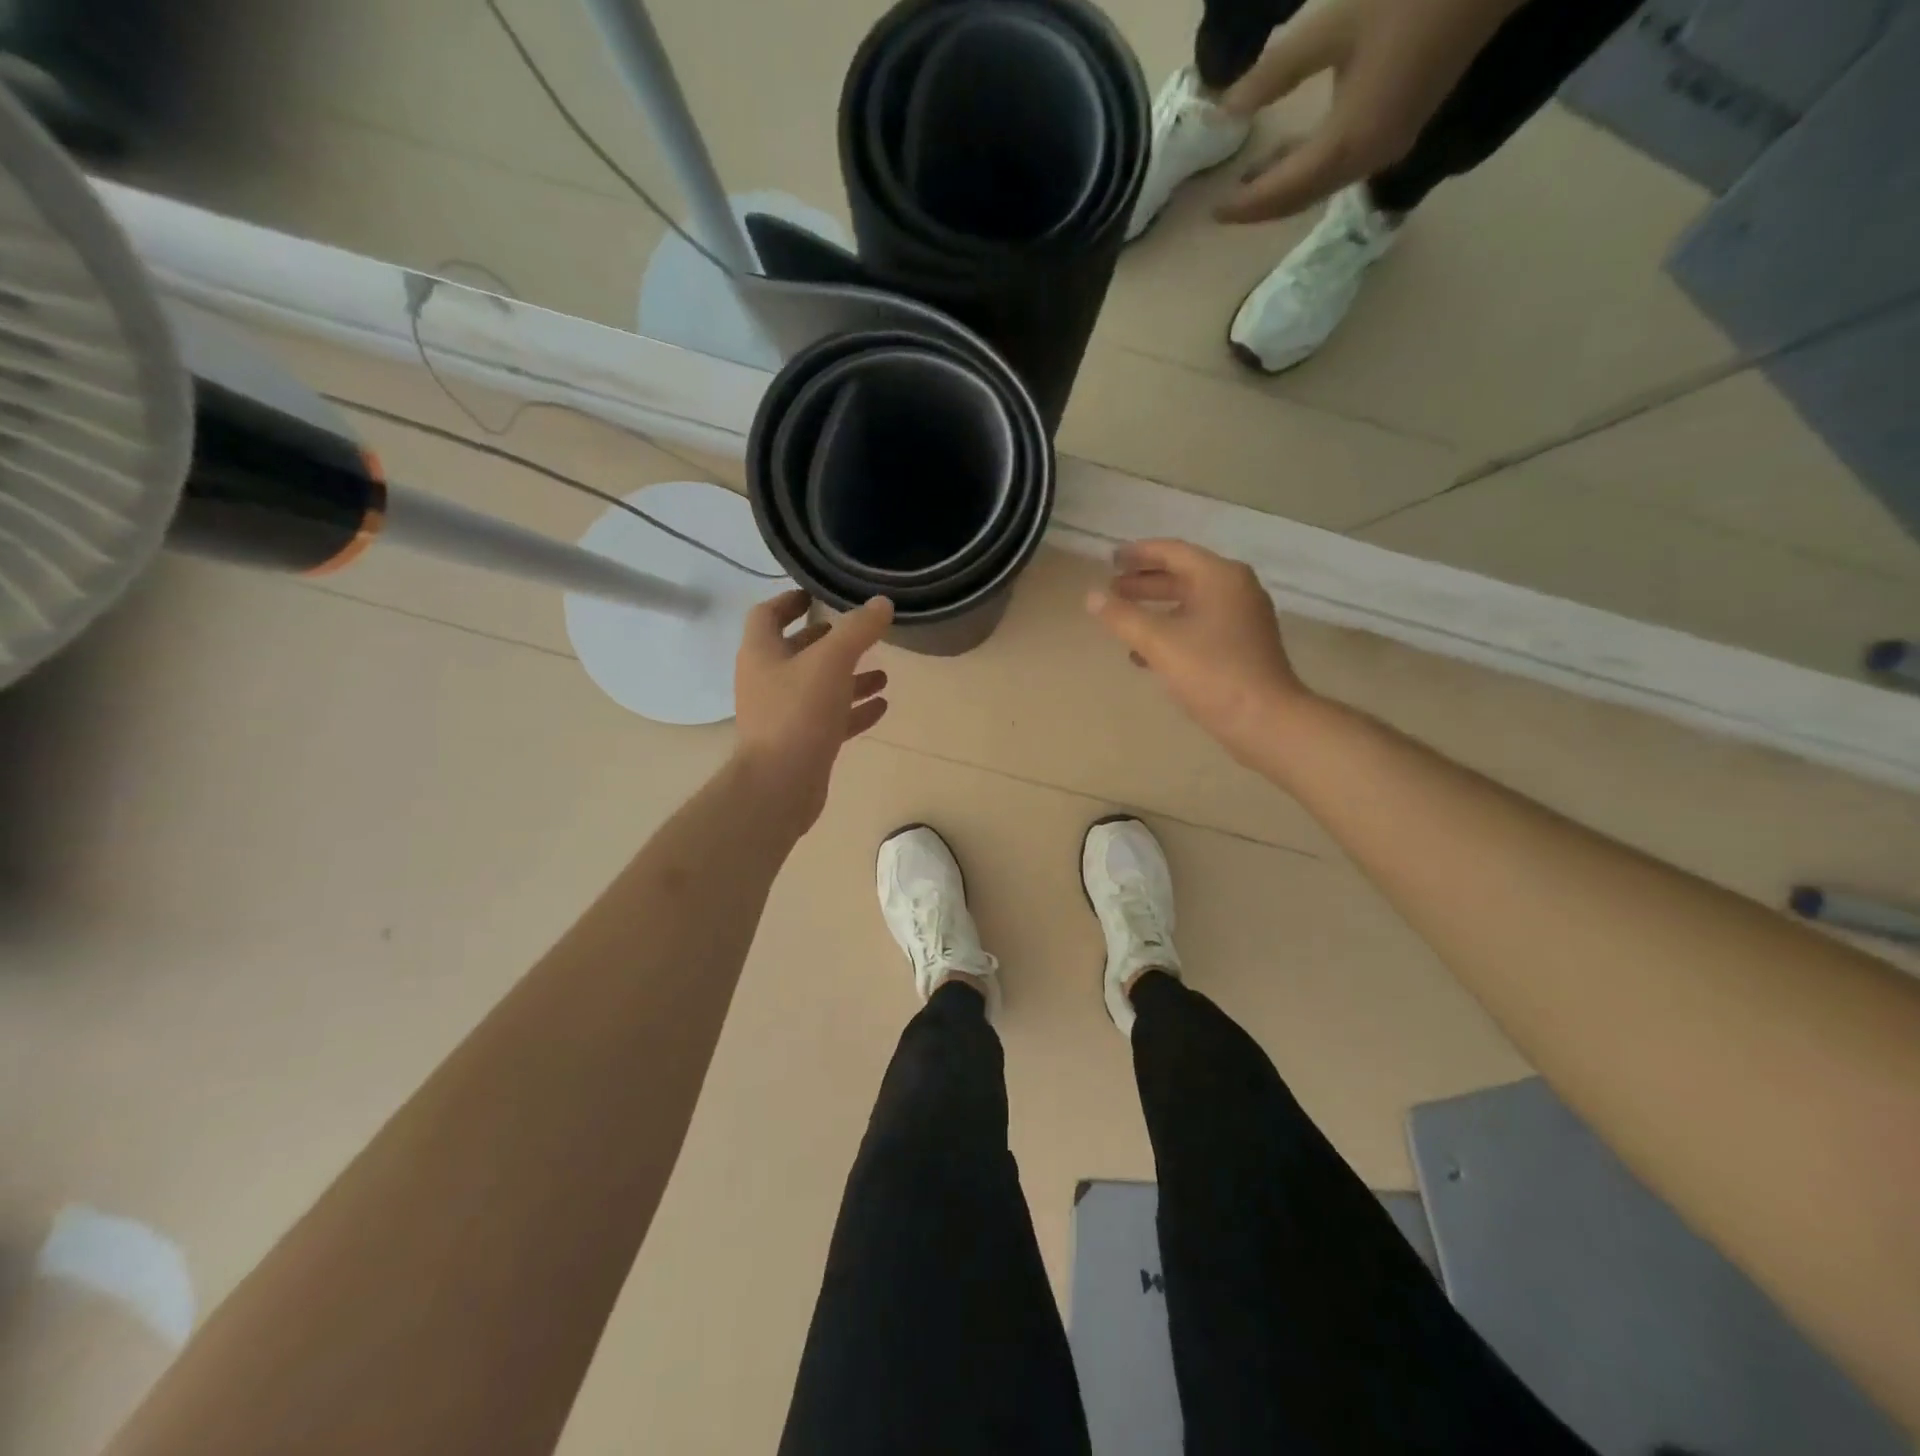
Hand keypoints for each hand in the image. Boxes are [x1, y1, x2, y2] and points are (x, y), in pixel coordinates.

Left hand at [733, 591, 893, 833]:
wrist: (780, 785)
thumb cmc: (798, 713)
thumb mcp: (832, 662)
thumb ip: (858, 630)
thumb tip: (881, 603)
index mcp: (761, 653)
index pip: (768, 615)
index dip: (790, 601)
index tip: (817, 594)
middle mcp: (767, 680)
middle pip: (797, 651)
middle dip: (828, 641)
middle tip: (859, 632)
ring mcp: (783, 714)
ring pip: (818, 687)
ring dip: (849, 678)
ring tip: (884, 673)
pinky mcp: (801, 743)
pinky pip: (830, 718)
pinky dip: (853, 710)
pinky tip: (882, 706)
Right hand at [1087, 540, 1310, 765]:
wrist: (1264, 719)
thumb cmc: (1211, 672)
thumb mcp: (1158, 642)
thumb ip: (1122, 616)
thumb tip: (1091, 596)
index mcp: (1220, 577)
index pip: (1173, 552)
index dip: (1138, 554)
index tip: (1110, 559)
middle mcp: (1236, 589)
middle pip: (1183, 575)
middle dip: (1144, 582)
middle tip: (1111, 588)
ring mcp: (1242, 618)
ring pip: (1190, 602)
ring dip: (1155, 607)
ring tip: (1122, 618)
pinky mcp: (1242, 646)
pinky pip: (1199, 626)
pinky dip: (1171, 630)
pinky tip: (1143, 653)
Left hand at [1212, 0, 1517, 222]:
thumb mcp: (1331, 26)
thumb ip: (1274, 74)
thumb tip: (1226, 110)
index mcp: (1345, 146)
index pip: (1280, 193)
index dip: (1243, 206)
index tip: (1211, 211)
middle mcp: (1365, 162)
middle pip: (1299, 199)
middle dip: (1260, 206)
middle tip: (1224, 206)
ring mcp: (1387, 148)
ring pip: (1320, 185)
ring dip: (1284, 189)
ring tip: (1248, 184)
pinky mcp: (1400, 129)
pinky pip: (1341, 166)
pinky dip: (1309, 168)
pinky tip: (1291, 153)